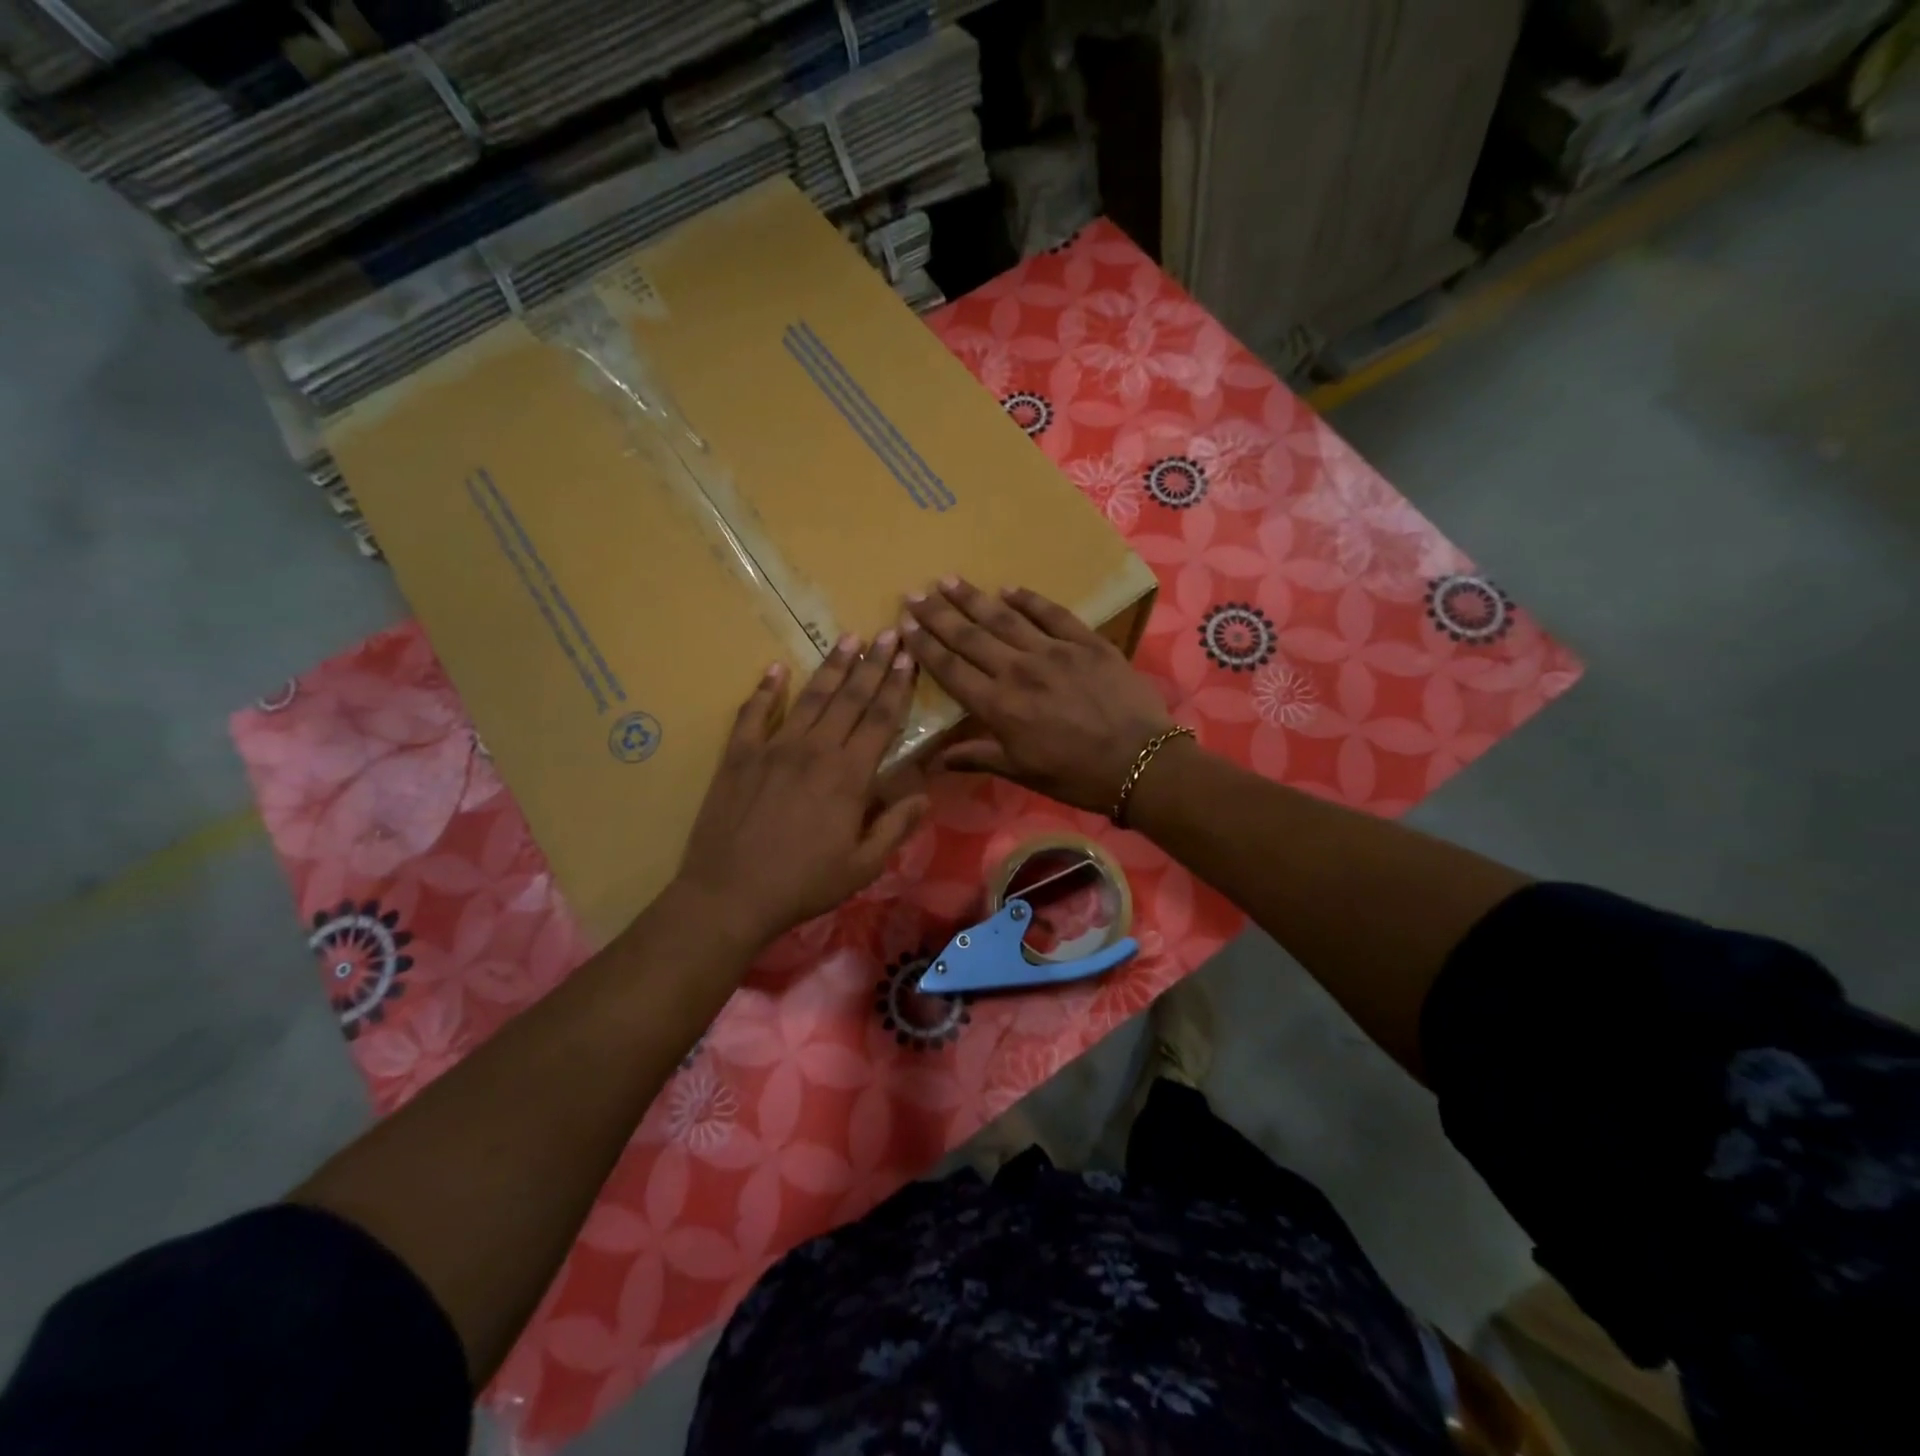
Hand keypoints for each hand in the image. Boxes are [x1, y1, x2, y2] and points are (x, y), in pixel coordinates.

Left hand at [677, 633, 927, 947]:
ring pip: (810, 697)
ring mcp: (773, 748)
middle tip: (889, 632)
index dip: (898, 686)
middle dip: (873, 664)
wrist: (730, 894)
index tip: (909, 658)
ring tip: (848, 639)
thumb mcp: (863, 866)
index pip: (881, 719)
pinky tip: (776, 669)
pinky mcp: (738, 755)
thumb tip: (924, 795)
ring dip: (831, 667)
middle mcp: (815, 750)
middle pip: (850, 698)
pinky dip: (765, 690)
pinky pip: (754, 713)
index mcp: (849, 775)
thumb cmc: (803, 884)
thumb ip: (895, 826)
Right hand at [902, 578, 1173, 813]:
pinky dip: (1029, 599)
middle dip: (939, 614)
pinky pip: (1052, 613)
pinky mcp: (1086, 642)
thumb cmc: (1076, 775)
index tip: (904, 625)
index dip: (925, 646)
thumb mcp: (1022, 772)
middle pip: (970, 637)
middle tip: (915, 593)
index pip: (951, 669)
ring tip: (949, 580)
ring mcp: (1054, 651)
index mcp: (999, 706)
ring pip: (1004, 618)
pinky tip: (1009, 588)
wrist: (1141, 762)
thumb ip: (978, 757)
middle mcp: (1019, 671)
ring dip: (974, 599)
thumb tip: (937, 758)